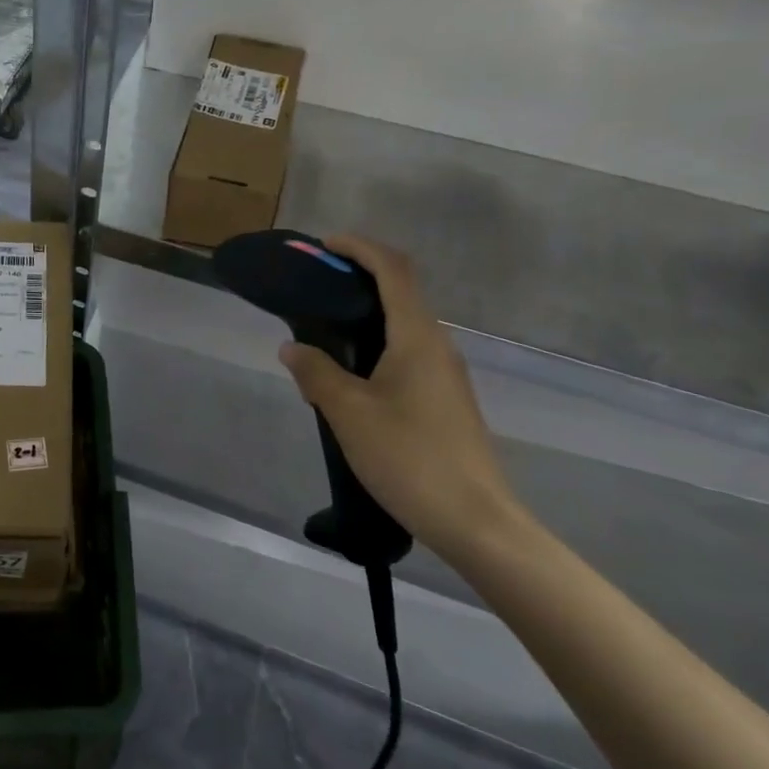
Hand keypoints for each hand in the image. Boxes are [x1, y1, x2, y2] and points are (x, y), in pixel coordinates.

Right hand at [278, 234, 525, 562]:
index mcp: (417, 338)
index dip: (360, 248)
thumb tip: (292, 347)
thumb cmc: (410, 458)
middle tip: (316, 286)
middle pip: (401, 291)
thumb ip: (316, 373)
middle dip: (359, 277)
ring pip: (404, 325)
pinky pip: (407, 352)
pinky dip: (376, 343)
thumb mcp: (349, 414)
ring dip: (367, 313)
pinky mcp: (445, 400)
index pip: (393, 270)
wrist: (477, 522)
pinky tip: (350, 374)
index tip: (324, 246)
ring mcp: (445, 374)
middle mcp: (437, 346)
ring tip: (323, 330)